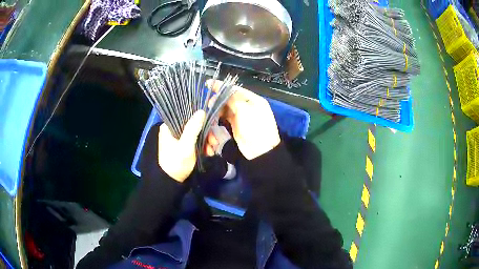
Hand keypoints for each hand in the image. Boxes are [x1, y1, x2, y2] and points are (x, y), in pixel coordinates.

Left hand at [158, 110, 205, 181]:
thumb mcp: (186, 145)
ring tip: (211, 151)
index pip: (186, 116)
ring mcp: (177, 139)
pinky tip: (208, 152)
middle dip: (205, 134)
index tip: (211, 128)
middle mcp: (172, 130)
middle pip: (192, 126)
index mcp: (168, 127)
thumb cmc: (176, 162)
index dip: (200, 121)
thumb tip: (201, 111)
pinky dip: (202, 146)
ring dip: (205, 141)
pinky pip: (194, 141)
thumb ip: (193, 128)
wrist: (171, 182)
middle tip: (214, 142)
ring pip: (195, 134)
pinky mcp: (181, 146)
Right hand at [207, 80, 279, 159]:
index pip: (236, 89)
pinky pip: (227, 116)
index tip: (209, 84)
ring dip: (219, 107)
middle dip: (219, 98)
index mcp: (253, 99)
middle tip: (209, 102)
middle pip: (231, 97)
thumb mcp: (245, 110)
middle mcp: (248, 106)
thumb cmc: (255, 127)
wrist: (260, 150)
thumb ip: (233, 99)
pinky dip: (220, 114)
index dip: (222, 86)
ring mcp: (242, 116)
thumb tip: (222, 92)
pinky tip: (214, 115)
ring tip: (210, 109)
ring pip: (227, 107)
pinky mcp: (237, 125)